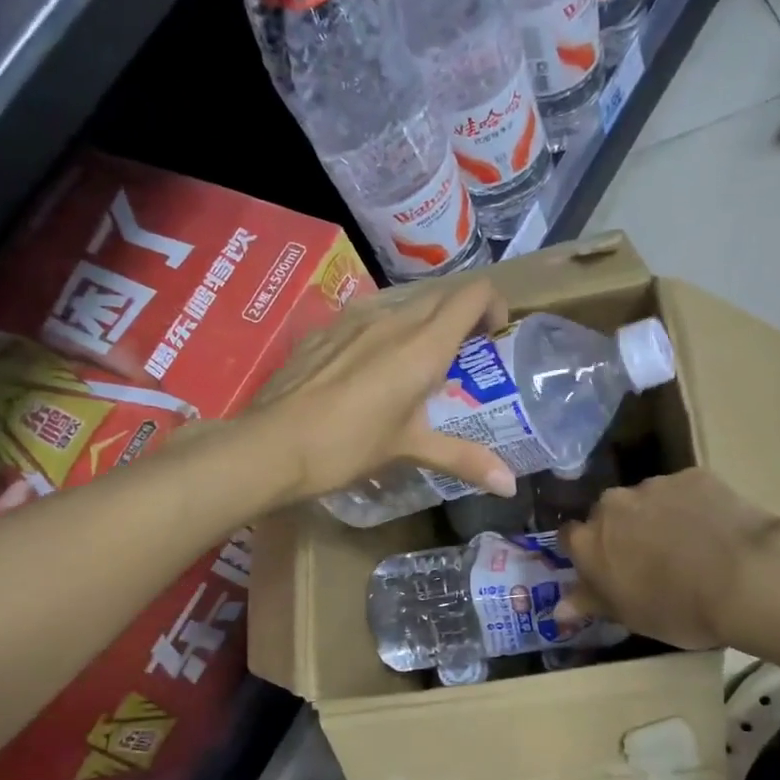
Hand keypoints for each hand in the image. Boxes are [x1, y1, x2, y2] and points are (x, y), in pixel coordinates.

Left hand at [250, 278, 516, 502]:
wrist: (270, 445)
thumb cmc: (347, 446)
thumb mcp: (409, 450)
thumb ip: (463, 458)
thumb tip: (510, 485)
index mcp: (422, 344)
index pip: (473, 294)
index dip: (493, 306)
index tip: (493, 339)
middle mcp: (392, 319)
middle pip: (441, 296)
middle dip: (462, 318)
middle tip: (463, 360)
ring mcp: (353, 320)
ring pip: (403, 305)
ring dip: (422, 326)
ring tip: (417, 369)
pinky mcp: (324, 331)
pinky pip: (367, 319)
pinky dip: (384, 335)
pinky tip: (369, 373)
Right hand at [562, 469, 779, 650]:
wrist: (746, 578)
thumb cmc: (678, 608)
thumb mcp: (630, 617)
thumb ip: (591, 603)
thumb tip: (559, 608)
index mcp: (588, 541)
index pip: (569, 537)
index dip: (586, 552)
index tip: (605, 568)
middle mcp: (612, 504)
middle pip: (608, 514)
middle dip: (622, 531)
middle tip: (649, 559)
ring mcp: (654, 485)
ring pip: (646, 500)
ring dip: (657, 517)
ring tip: (689, 545)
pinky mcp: (693, 475)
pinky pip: (684, 490)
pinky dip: (692, 506)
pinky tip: (715, 529)